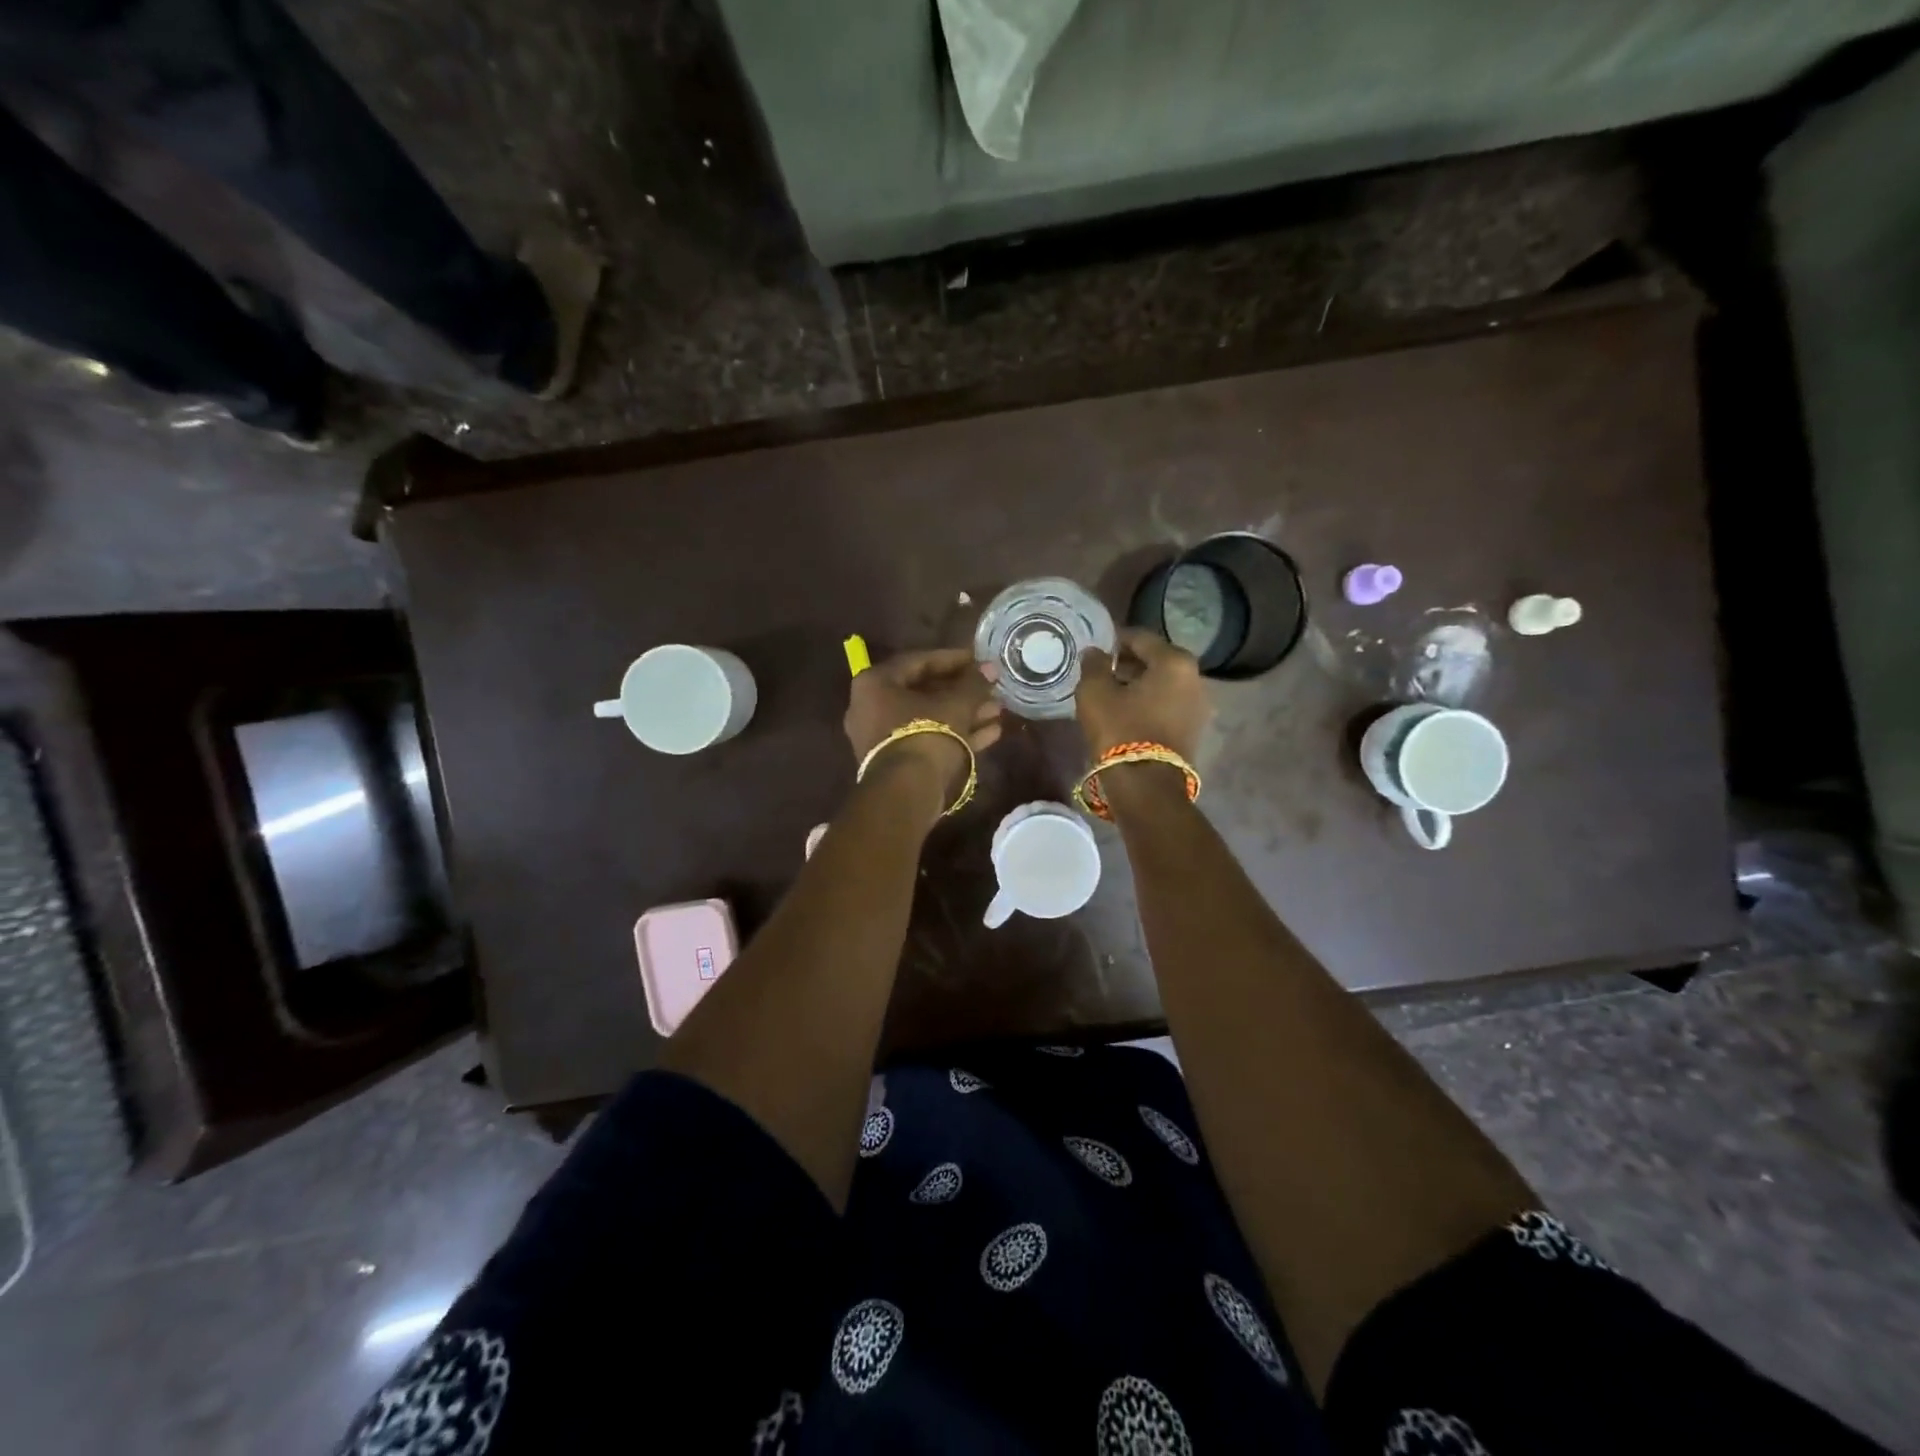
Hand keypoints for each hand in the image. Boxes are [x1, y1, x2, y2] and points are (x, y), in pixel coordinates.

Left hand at [845, 648, 1002, 799]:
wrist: (906, 793)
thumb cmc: (926, 734)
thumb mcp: (956, 704)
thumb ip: (974, 683)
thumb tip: (990, 668)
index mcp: (875, 684)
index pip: (918, 661)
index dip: (953, 659)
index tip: (979, 660)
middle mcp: (871, 708)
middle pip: (924, 692)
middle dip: (962, 691)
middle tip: (991, 688)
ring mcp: (882, 738)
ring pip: (930, 718)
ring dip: (965, 713)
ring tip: (997, 710)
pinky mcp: (896, 763)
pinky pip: (928, 739)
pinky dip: (957, 735)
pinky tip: (991, 733)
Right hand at [1076, 628, 1211, 761]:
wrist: (1147, 785)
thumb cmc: (1120, 729)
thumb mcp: (1095, 692)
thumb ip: (1094, 665)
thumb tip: (1095, 652)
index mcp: (1175, 661)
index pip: (1140, 638)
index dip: (1115, 640)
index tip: (1096, 648)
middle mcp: (1196, 679)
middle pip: (1157, 660)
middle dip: (1130, 663)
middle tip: (1103, 672)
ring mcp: (1200, 707)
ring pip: (1164, 684)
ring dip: (1140, 685)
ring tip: (1113, 695)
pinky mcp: (1196, 731)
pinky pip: (1169, 705)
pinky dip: (1151, 704)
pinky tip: (1129, 714)